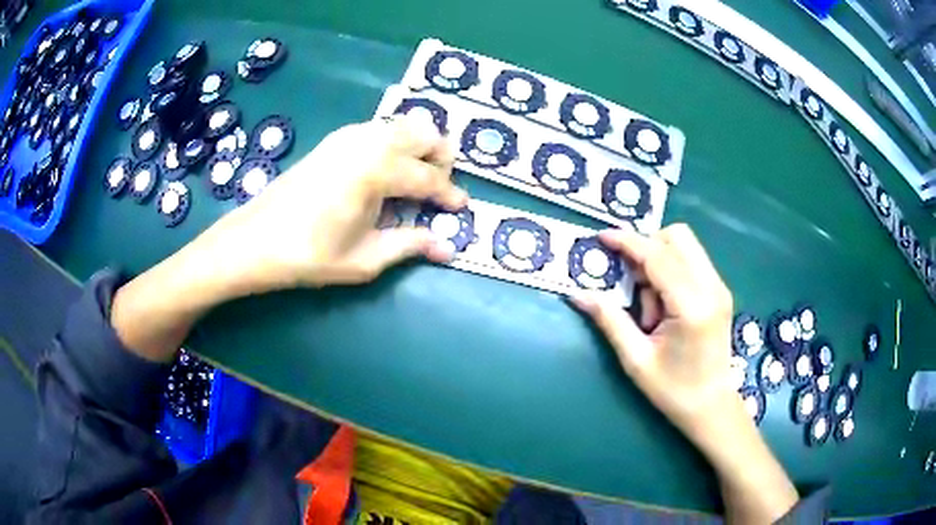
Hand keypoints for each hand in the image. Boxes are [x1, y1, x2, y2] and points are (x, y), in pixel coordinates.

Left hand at [112, 116, 466, 362]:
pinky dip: (395, 143)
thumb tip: (448, 248)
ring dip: (419, 147)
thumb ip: (410, 245)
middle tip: (438, 190)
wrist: (253, 240)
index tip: (460, 209)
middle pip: (425, 132)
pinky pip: (379, 129)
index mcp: (378, 169)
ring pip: (403, 125)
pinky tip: (385, 172)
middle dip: (441, 158)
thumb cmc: (308, 255)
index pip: (429, 178)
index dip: (449, 195)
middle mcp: (368, 140)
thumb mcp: (365, 259)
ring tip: (415, 181)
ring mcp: (349, 135)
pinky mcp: (334, 139)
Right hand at [570, 224, 739, 441]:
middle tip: (631, 282)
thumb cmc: (673, 390)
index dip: (627, 242)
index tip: (602, 237)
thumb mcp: (636, 360)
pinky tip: (663, 303)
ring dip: (659, 259)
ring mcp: (719, 287)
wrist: (711, 405)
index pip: (657, 256)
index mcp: (691, 306)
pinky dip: (671, 269)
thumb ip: (610, 321)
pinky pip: (692, 261)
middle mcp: (711, 287)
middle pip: (677, 236)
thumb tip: (578, 295)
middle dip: (647, 247)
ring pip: (686, 245)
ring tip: (650, 305)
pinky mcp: (720, 291)